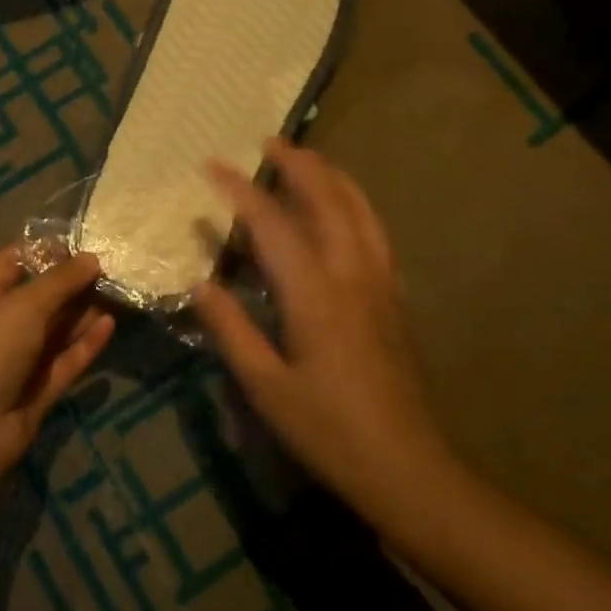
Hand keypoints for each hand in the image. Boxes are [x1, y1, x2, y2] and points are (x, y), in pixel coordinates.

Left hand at [0, 247, 115, 478]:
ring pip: (55, 330)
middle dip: (72, 282)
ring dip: (82, 313)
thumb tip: (91, 258)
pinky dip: (84, 344)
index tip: (86, 242)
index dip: (48, 250)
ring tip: (119, 292)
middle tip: (113, 267)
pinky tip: (110, 325)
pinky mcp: (35, 391)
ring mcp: (16, 360)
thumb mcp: (23, 305)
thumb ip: (60, 281)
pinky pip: (63, 361)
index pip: (15, 261)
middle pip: (39, 296)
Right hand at [193, 141, 460, 541]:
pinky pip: (375, 231)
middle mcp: (351, 274)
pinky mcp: (395, 298)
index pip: (271, 222)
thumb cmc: (329, 431)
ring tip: (307, 159)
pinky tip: (345, 209)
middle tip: (268, 141)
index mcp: (314, 293)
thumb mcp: (266, 387)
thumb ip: (231, 329)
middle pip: (326, 199)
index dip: (239, 189)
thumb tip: (201, 284)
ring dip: (331, 176)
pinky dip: (355, 204)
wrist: (410, 469)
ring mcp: (380, 283)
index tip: (212, 165)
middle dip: (296, 164)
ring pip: (359, 209)